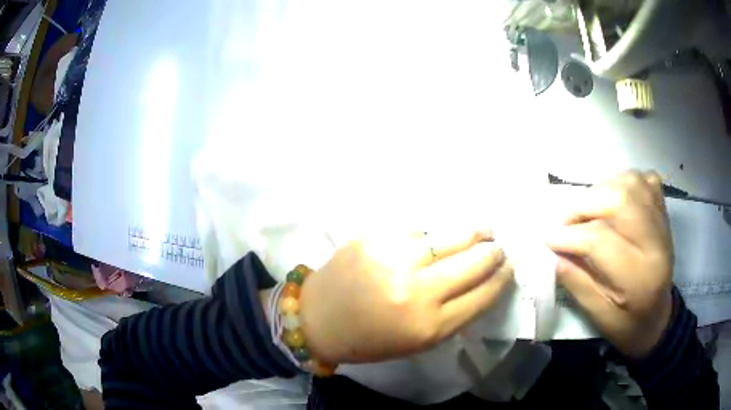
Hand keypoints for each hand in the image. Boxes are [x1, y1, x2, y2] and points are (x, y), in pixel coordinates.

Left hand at [299, 230, 513, 364]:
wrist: (317, 317)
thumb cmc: (370, 339)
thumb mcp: (418, 341)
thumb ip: (453, 314)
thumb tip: (483, 281)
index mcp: (429, 326)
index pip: (483, 295)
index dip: (502, 278)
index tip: (510, 267)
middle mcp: (416, 291)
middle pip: (473, 262)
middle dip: (494, 252)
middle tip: (499, 247)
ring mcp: (394, 259)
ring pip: (451, 236)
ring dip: (475, 232)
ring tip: (485, 230)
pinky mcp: (375, 237)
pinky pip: (420, 228)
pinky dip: (436, 232)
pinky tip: (443, 233)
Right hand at [547, 171, 673, 357]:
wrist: (659, 316)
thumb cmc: (628, 324)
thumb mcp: (599, 317)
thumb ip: (578, 283)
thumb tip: (555, 252)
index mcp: (640, 277)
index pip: (601, 240)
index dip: (570, 237)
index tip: (549, 240)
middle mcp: (656, 242)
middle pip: (620, 200)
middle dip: (584, 206)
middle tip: (567, 222)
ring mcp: (662, 221)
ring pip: (631, 182)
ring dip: (603, 190)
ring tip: (589, 210)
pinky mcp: (663, 211)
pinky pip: (644, 180)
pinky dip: (624, 182)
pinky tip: (615, 199)